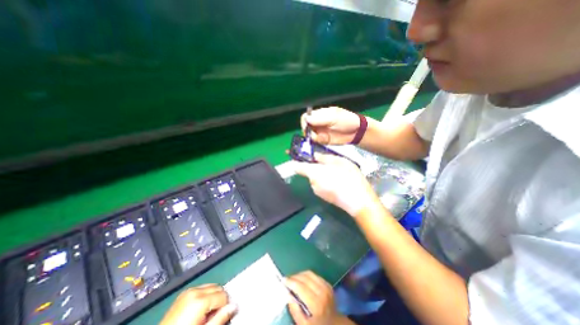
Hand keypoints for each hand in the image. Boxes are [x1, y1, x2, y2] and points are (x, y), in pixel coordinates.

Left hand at [158, 284, 235, 324]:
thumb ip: (220, 318)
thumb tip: (234, 306)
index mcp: (200, 299)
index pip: (223, 295)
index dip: (224, 306)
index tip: (219, 317)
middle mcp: (195, 291)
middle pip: (218, 288)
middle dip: (219, 300)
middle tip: (213, 316)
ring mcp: (188, 291)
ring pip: (210, 287)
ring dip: (212, 297)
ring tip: (205, 314)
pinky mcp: (183, 294)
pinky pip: (201, 289)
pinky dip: (204, 296)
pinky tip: (199, 310)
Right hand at [285, 272, 343, 324]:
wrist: (334, 324)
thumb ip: (295, 310)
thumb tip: (288, 294)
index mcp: (316, 305)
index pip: (301, 287)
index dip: (291, 282)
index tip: (283, 280)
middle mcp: (322, 293)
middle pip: (305, 278)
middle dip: (294, 277)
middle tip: (287, 279)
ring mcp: (326, 287)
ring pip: (310, 274)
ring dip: (300, 274)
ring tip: (293, 278)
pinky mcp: (328, 284)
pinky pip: (315, 275)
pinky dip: (307, 275)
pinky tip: (302, 280)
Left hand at [295, 152, 380, 217]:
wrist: (359, 202)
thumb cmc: (349, 177)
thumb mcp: (339, 162)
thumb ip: (324, 158)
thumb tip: (314, 156)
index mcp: (313, 173)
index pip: (297, 167)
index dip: (295, 160)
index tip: (297, 155)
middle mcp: (312, 183)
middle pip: (308, 172)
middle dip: (316, 166)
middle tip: (330, 163)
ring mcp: (317, 192)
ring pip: (316, 178)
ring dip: (322, 174)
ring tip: (337, 173)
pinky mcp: (324, 198)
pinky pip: (321, 185)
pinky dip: (326, 181)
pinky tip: (339, 181)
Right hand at [302, 107, 361, 144]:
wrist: (357, 132)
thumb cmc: (347, 121)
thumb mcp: (334, 117)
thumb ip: (320, 119)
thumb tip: (306, 119)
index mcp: (320, 114)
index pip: (306, 116)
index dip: (304, 121)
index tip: (306, 127)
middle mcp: (317, 123)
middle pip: (306, 126)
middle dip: (307, 131)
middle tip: (314, 134)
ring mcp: (319, 132)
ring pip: (309, 135)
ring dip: (313, 137)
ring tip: (323, 137)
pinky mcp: (322, 140)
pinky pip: (315, 141)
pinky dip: (317, 142)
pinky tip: (324, 140)